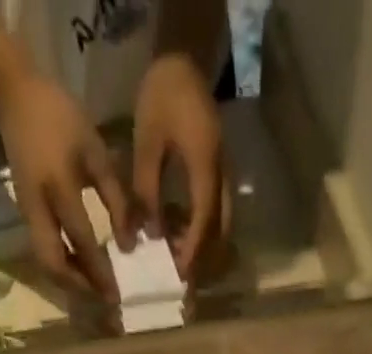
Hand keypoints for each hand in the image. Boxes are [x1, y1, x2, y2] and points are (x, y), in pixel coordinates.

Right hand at [0, 70, 132, 299]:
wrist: (15, 99)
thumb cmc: (63, 120)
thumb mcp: (96, 153)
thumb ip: (115, 199)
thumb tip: (129, 246)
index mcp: (59, 187)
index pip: (82, 241)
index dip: (100, 271)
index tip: (117, 294)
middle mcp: (39, 209)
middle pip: (54, 265)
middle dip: (79, 287)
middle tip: (104, 298)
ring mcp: (28, 215)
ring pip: (46, 263)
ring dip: (70, 282)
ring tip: (95, 289)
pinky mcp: (26, 217)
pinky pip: (43, 252)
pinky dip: (62, 268)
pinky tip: (81, 271)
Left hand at [132, 54, 230, 277]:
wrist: (183, 62)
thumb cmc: (162, 98)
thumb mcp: (146, 144)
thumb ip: (147, 191)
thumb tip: (150, 235)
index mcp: (205, 166)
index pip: (204, 219)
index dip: (193, 249)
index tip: (181, 273)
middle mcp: (222, 174)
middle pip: (221, 229)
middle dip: (204, 256)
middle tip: (182, 274)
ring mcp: (225, 173)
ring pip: (222, 223)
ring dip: (205, 245)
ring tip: (179, 256)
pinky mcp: (220, 172)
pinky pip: (218, 210)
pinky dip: (204, 229)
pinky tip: (181, 231)